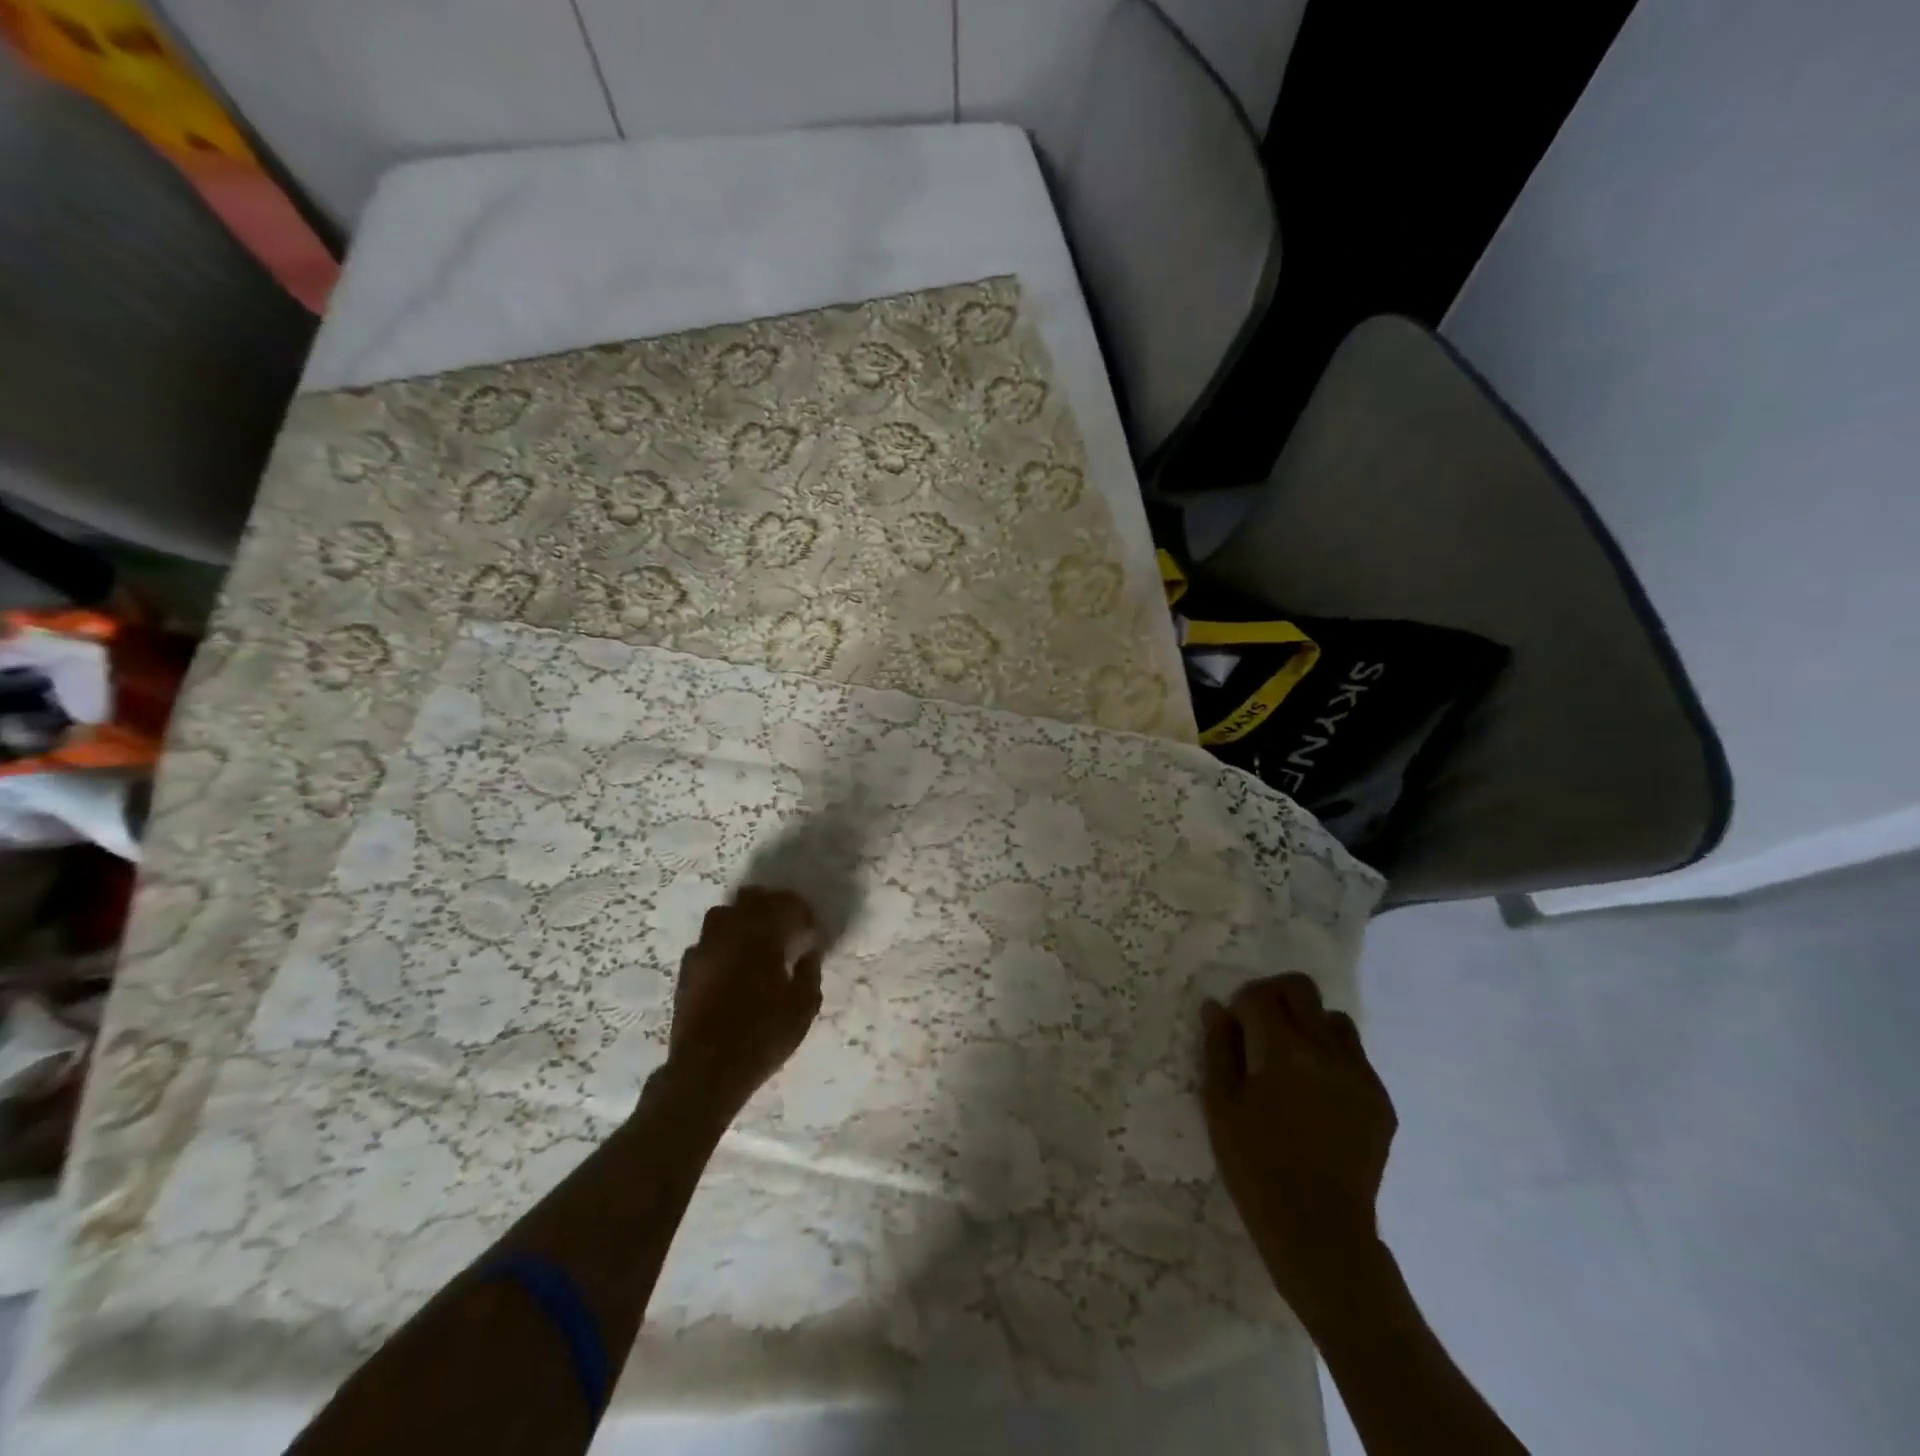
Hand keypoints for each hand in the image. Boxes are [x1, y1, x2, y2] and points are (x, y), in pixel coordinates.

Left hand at [667, 886, 822, 1118]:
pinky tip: (731, 963)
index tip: (811, 927)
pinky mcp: (686, 970)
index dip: (801, 910)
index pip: (785, 904)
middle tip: (786, 925)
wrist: (706, 1072)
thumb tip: (810, 952)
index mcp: (762, 937)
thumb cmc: (762, 1037)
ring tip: (756, 940)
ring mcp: (703, 950)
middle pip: (750, 898)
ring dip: (743, 918)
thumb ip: (810, 973)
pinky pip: (706, 942)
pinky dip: (722, 943)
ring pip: (723, 914)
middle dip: (771, 905)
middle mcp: (730, 934)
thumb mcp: (802, 1008)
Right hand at [1201, 974, 1397, 1333]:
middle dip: (1274, 996)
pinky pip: (1356, 1058)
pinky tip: (1316, 1094)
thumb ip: (1218, 1048)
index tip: (1232, 1026)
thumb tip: (1216, 1007)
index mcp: (1285, 1051)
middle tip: (1258, 1025)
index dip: (1240, 1003)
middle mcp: (1328, 1052)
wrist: (1320, 1232)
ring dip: (1309, 1024)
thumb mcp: (1221, 1106)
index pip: (1260, 996)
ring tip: (1292, 1059)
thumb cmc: (1256, 1168)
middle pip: (1302, 989)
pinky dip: (1333, 1058)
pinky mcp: (1381, 1102)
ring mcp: (1361, 1076)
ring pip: (1335, 1020)